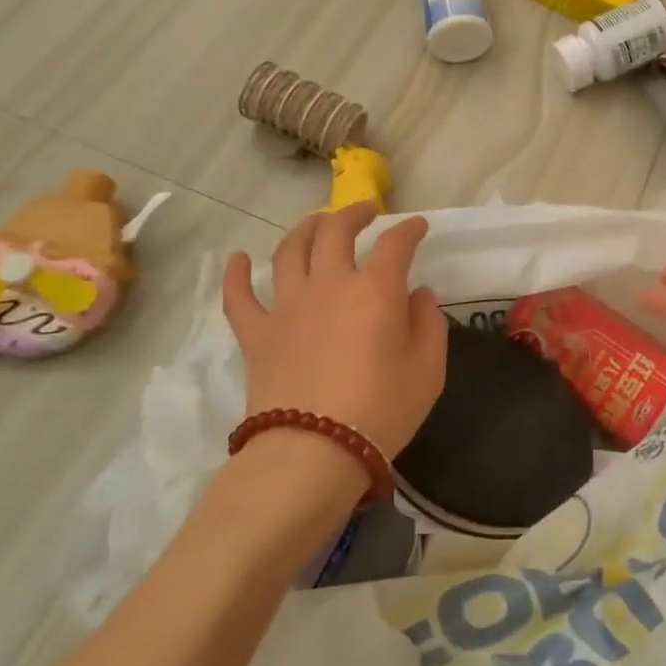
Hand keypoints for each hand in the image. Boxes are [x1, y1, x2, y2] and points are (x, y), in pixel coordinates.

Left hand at [221, 204, 446, 458]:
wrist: (313, 453)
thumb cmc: (382, 411)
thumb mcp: (427, 371)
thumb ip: (428, 325)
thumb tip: (417, 297)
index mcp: (375, 290)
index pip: (395, 244)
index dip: (409, 229)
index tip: (418, 226)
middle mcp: (329, 285)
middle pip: (336, 231)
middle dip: (354, 213)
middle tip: (366, 212)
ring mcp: (287, 306)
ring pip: (290, 250)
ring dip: (305, 229)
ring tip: (317, 223)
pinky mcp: (257, 333)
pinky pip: (239, 296)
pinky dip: (237, 274)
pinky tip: (239, 259)